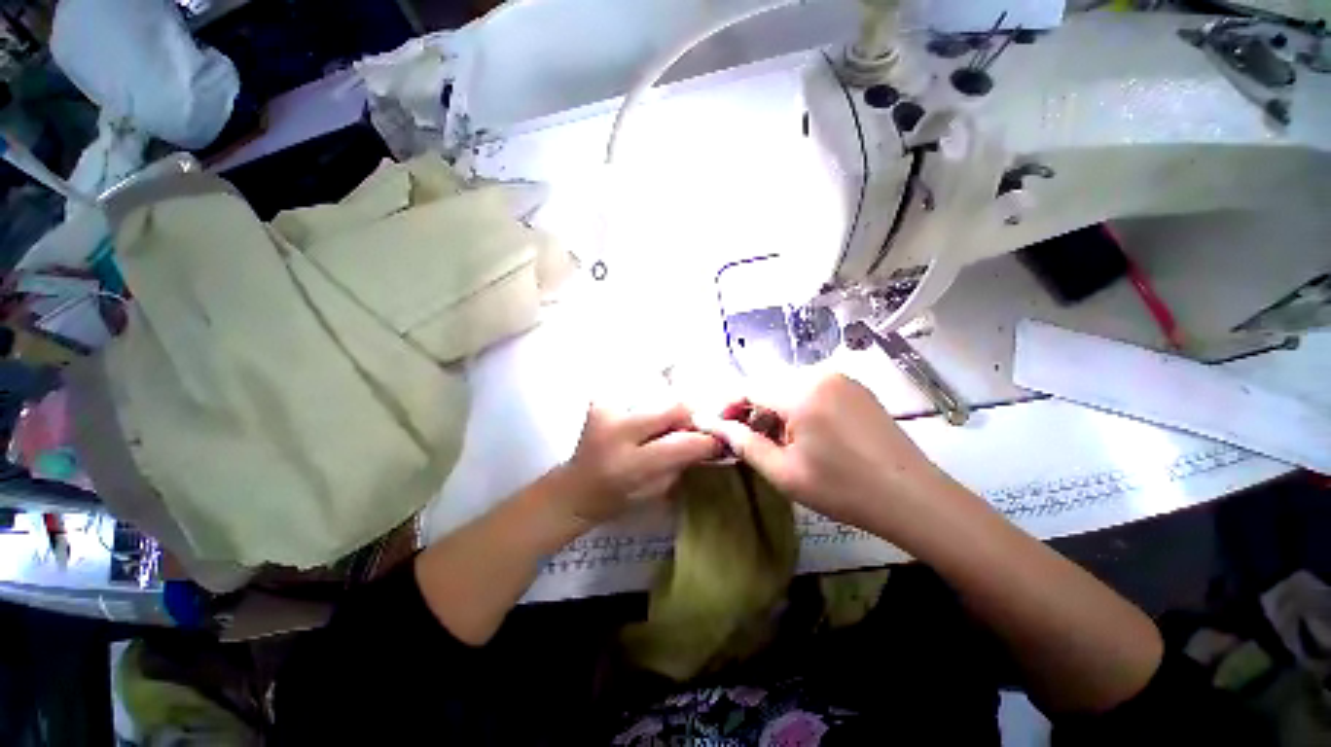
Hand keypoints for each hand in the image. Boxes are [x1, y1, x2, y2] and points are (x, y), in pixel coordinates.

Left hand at [559, 403, 721, 523]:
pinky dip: (654, 399)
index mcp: (630, 465)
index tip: (721, 438)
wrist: (577, 486)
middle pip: (673, 407)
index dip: (707, 439)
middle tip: (699, 424)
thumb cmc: (618, 497)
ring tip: (674, 420)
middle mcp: (616, 431)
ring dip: (673, 407)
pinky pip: (640, 391)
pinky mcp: (601, 399)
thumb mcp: (657, 490)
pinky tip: (654, 413)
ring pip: (658, 394)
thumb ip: (683, 462)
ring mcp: (606, 410)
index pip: (682, 444)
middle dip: (692, 415)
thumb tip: (712, 439)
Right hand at [699, 373, 952, 529]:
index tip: (719, 426)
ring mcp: (841, 378)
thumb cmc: (842, 489)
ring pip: (790, 387)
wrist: (912, 498)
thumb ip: (745, 444)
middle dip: (752, 410)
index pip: (749, 388)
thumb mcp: (784, 472)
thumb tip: (716, 426)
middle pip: (769, 385)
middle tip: (747, 439)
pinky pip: (812, 389)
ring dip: (775, 409)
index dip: (729, 406)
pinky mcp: (855, 388)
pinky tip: (804, 433)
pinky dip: (797, 406)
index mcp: (800, 393)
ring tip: (775, 440)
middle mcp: (820, 374)